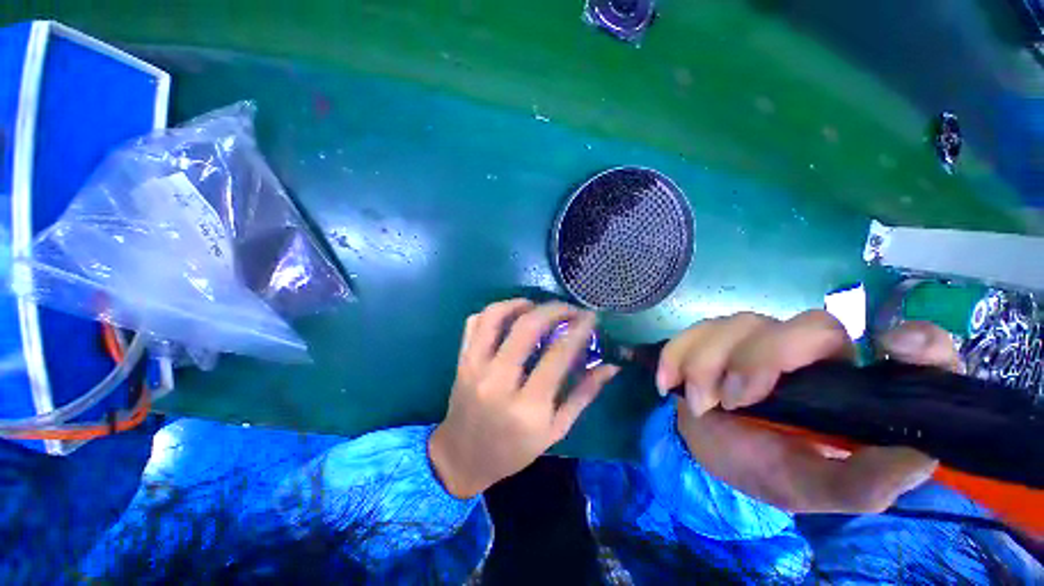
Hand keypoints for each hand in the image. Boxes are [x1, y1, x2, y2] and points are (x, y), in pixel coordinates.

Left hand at [429, 300, 619, 498]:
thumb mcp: (555, 430)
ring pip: (495, 316)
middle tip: (569, 309)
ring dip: (519, 303)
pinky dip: (494, 312)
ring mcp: (474, 367)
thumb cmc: (514, 450)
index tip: (590, 318)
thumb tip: (611, 366)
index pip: (557, 355)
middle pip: (526, 327)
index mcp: (527, 406)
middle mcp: (497, 381)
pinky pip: (474, 323)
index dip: (578, 330)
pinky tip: (509, 317)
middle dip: (553, 310)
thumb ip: (583, 395)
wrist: (462, 458)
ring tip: (537, 306)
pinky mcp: (461, 360)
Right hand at [658, 311, 960, 513]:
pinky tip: (670, 382)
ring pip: (741, 324)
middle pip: (808, 325)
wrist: (709, 448)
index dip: (919, 341)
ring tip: (701, 404)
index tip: (894, 348)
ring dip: (710, 363)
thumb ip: (860, 482)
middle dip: (763, 359)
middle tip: (733, 399)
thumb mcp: (810, 487)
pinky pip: (694, 331)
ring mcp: (758, 339)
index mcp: (853, 389)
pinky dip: (677, 354)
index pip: (914, 349)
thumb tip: (919, 458)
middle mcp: (813, 353)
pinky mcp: (715, 337)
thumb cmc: (764, 468)